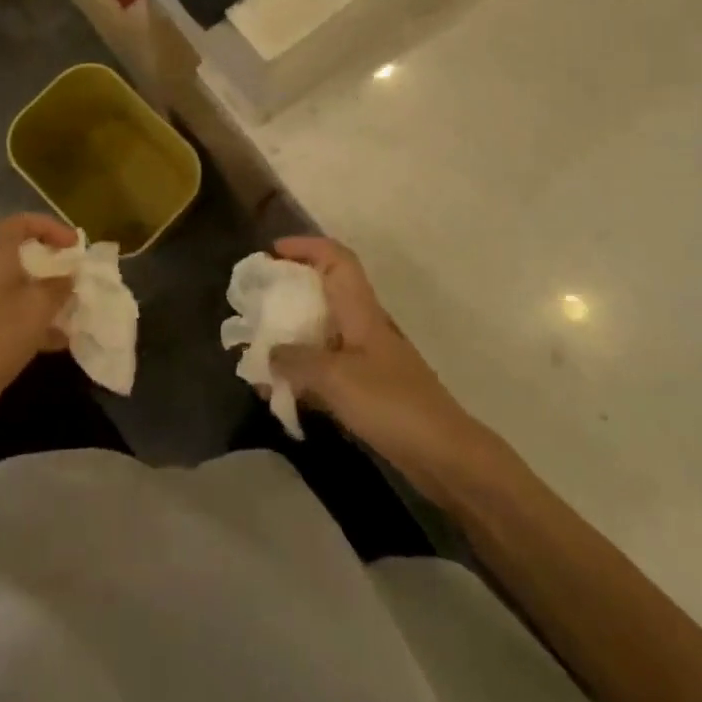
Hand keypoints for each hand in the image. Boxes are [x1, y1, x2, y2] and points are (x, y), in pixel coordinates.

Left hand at [0, 214, 76, 442]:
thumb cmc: (1, 333)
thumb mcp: (40, 305)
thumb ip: (60, 286)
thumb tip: (70, 277)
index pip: (20, 223)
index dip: (49, 226)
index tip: (73, 244)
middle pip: (22, 254)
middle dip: (52, 262)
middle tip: (76, 272)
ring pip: (23, 287)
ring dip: (49, 294)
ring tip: (76, 306)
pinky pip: (19, 315)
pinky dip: (40, 322)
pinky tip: (63, 340)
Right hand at [270, 236, 473, 494]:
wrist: (445, 455)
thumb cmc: (391, 403)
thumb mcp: (335, 378)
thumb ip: (296, 361)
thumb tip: (269, 353)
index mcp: (360, 309)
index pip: (335, 258)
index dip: (304, 246)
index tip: (271, 252)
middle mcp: (363, 325)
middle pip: (325, 291)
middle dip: (289, 291)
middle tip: (256, 302)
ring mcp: (367, 357)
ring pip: (323, 331)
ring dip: (293, 336)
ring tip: (259, 350)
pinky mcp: (368, 388)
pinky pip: (327, 367)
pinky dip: (303, 373)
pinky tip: (282, 392)